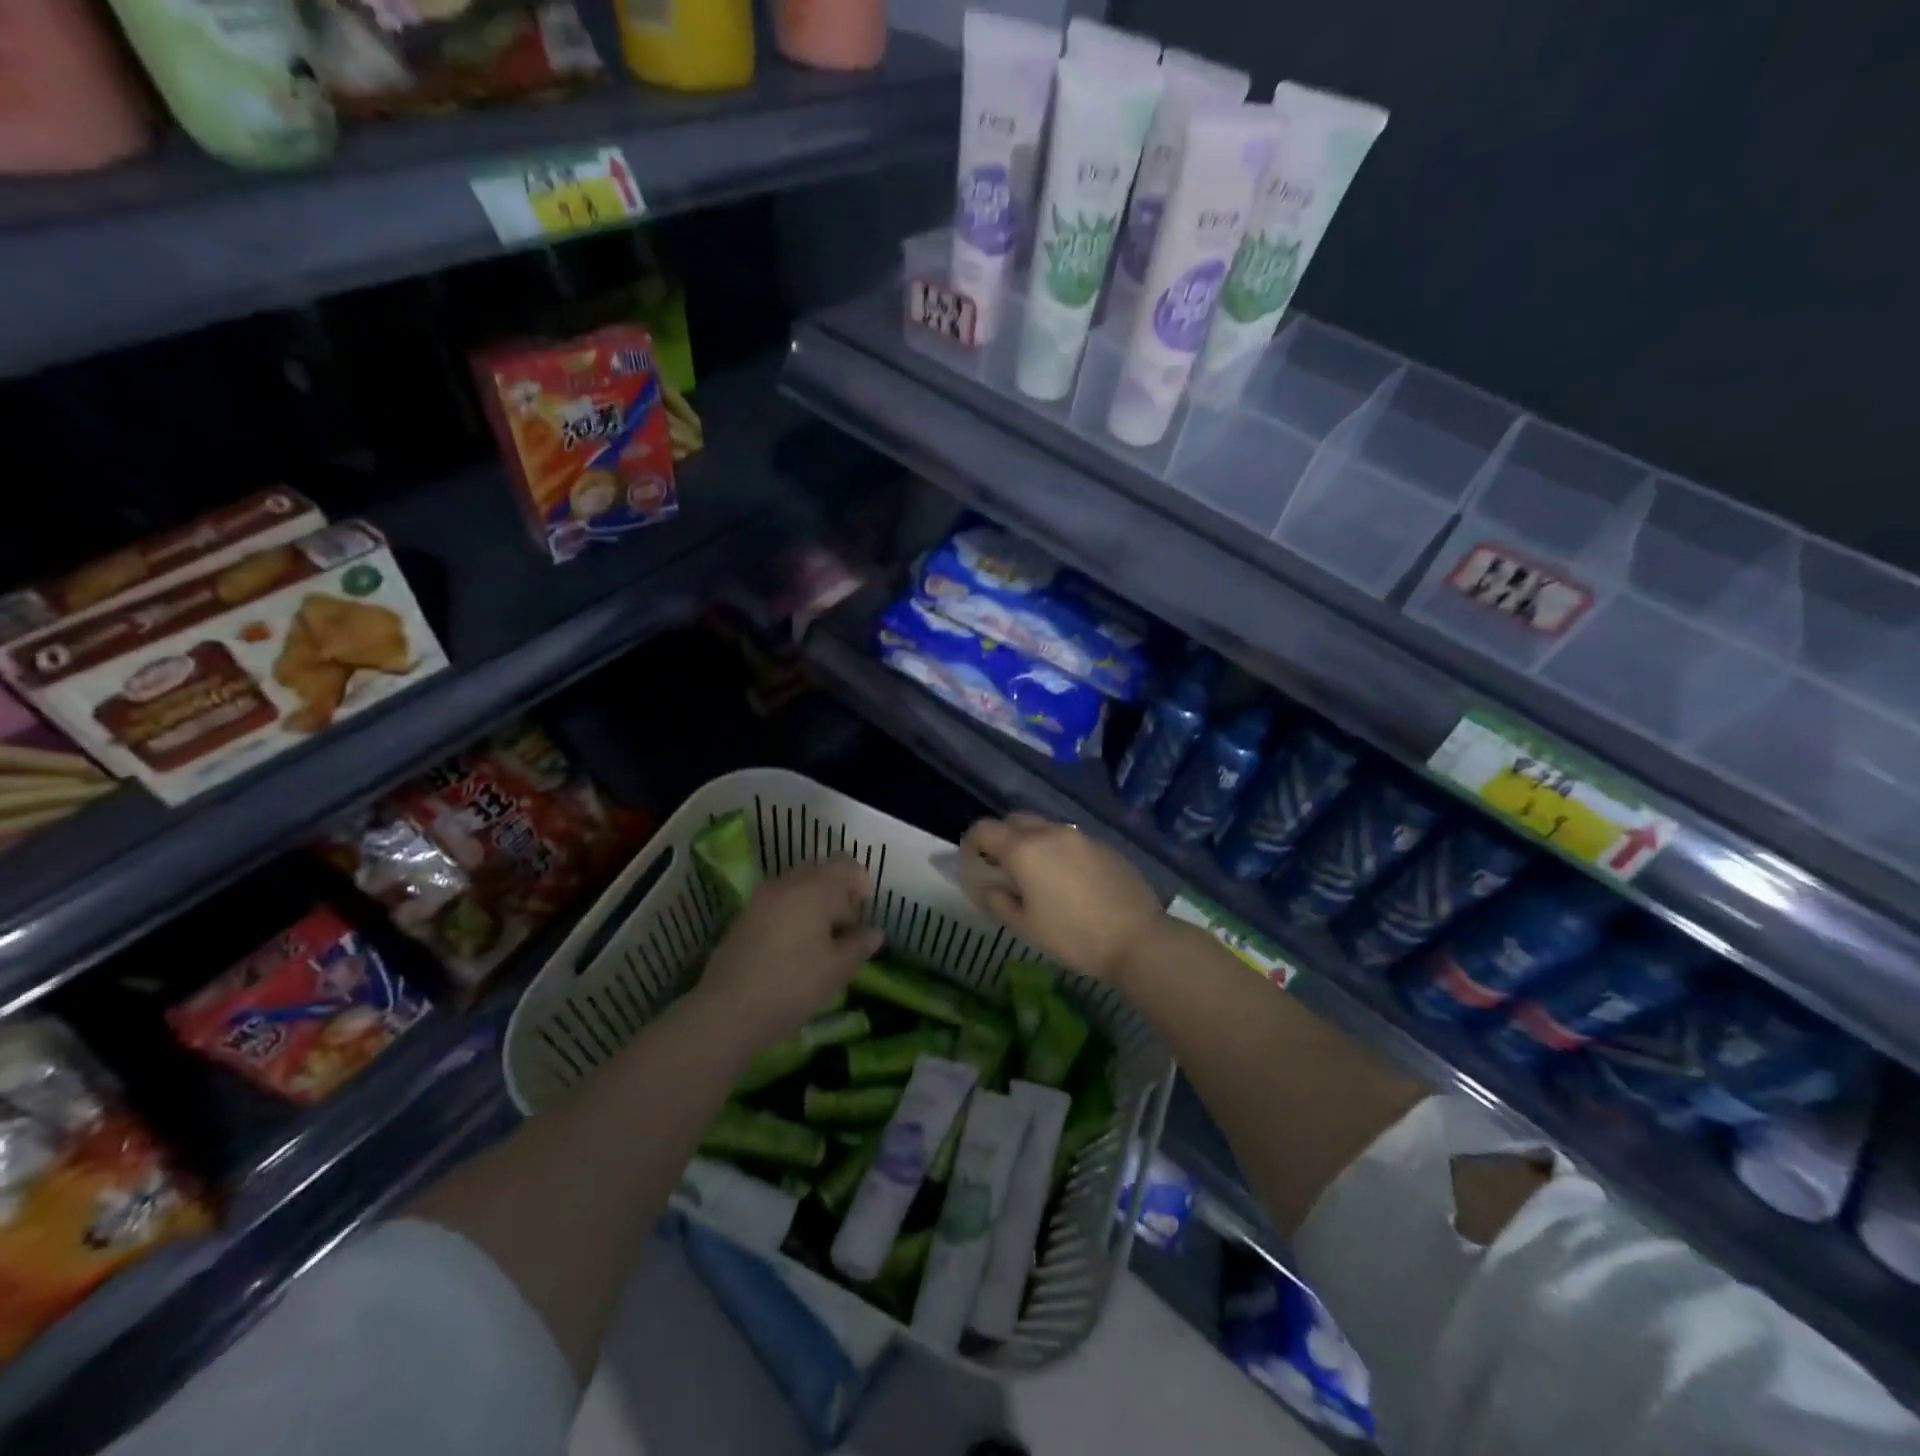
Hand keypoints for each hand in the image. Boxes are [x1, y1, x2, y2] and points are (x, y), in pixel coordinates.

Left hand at [699, 858, 882, 1044]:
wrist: (726, 1012)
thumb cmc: (792, 985)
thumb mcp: (836, 969)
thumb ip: (859, 945)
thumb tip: (875, 933)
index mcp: (814, 889)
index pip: (845, 865)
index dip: (860, 883)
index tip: (865, 912)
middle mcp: (786, 884)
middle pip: (819, 871)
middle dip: (837, 892)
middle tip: (846, 926)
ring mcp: (760, 899)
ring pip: (796, 886)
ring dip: (814, 903)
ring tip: (821, 940)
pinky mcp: (743, 918)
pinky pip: (777, 902)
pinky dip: (792, 913)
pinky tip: (795, 948)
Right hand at [958, 814, 1165, 986]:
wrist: (1136, 938)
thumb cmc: (1072, 936)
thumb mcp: (1025, 926)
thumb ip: (998, 900)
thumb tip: (987, 886)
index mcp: (1024, 849)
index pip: (984, 829)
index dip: (970, 843)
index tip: (970, 862)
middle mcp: (1049, 832)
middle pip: (1014, 819)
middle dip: (1001, 837)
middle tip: (1001, 866)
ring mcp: (1079, 835)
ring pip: (1044, 827)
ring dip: (1031, 842)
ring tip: (1035, 874)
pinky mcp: (1103, 844)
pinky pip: (1069, 838)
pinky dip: (1057, 850)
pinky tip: (1067, 879)